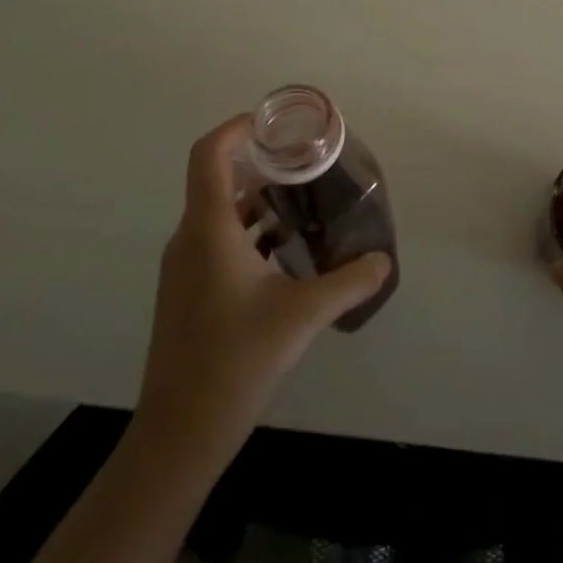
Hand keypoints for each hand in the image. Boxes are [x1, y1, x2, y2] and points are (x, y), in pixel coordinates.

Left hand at [138, 115, 391, 431]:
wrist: (178, 437)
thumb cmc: (235, 361)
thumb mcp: (302, 316)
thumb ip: (349, 282)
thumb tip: (384, 260)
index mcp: (209, 230)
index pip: (208, 154)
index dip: (237, 128)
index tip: (275, 125)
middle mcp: (189, 239)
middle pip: (217, 178)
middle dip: (260, 163)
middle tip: (304, 162)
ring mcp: (184, 268)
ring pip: (219, 213)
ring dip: (257, 201)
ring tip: (303, 205)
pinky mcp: (186, 293)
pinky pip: (216, 242)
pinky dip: (249, 233)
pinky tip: (284, 254)